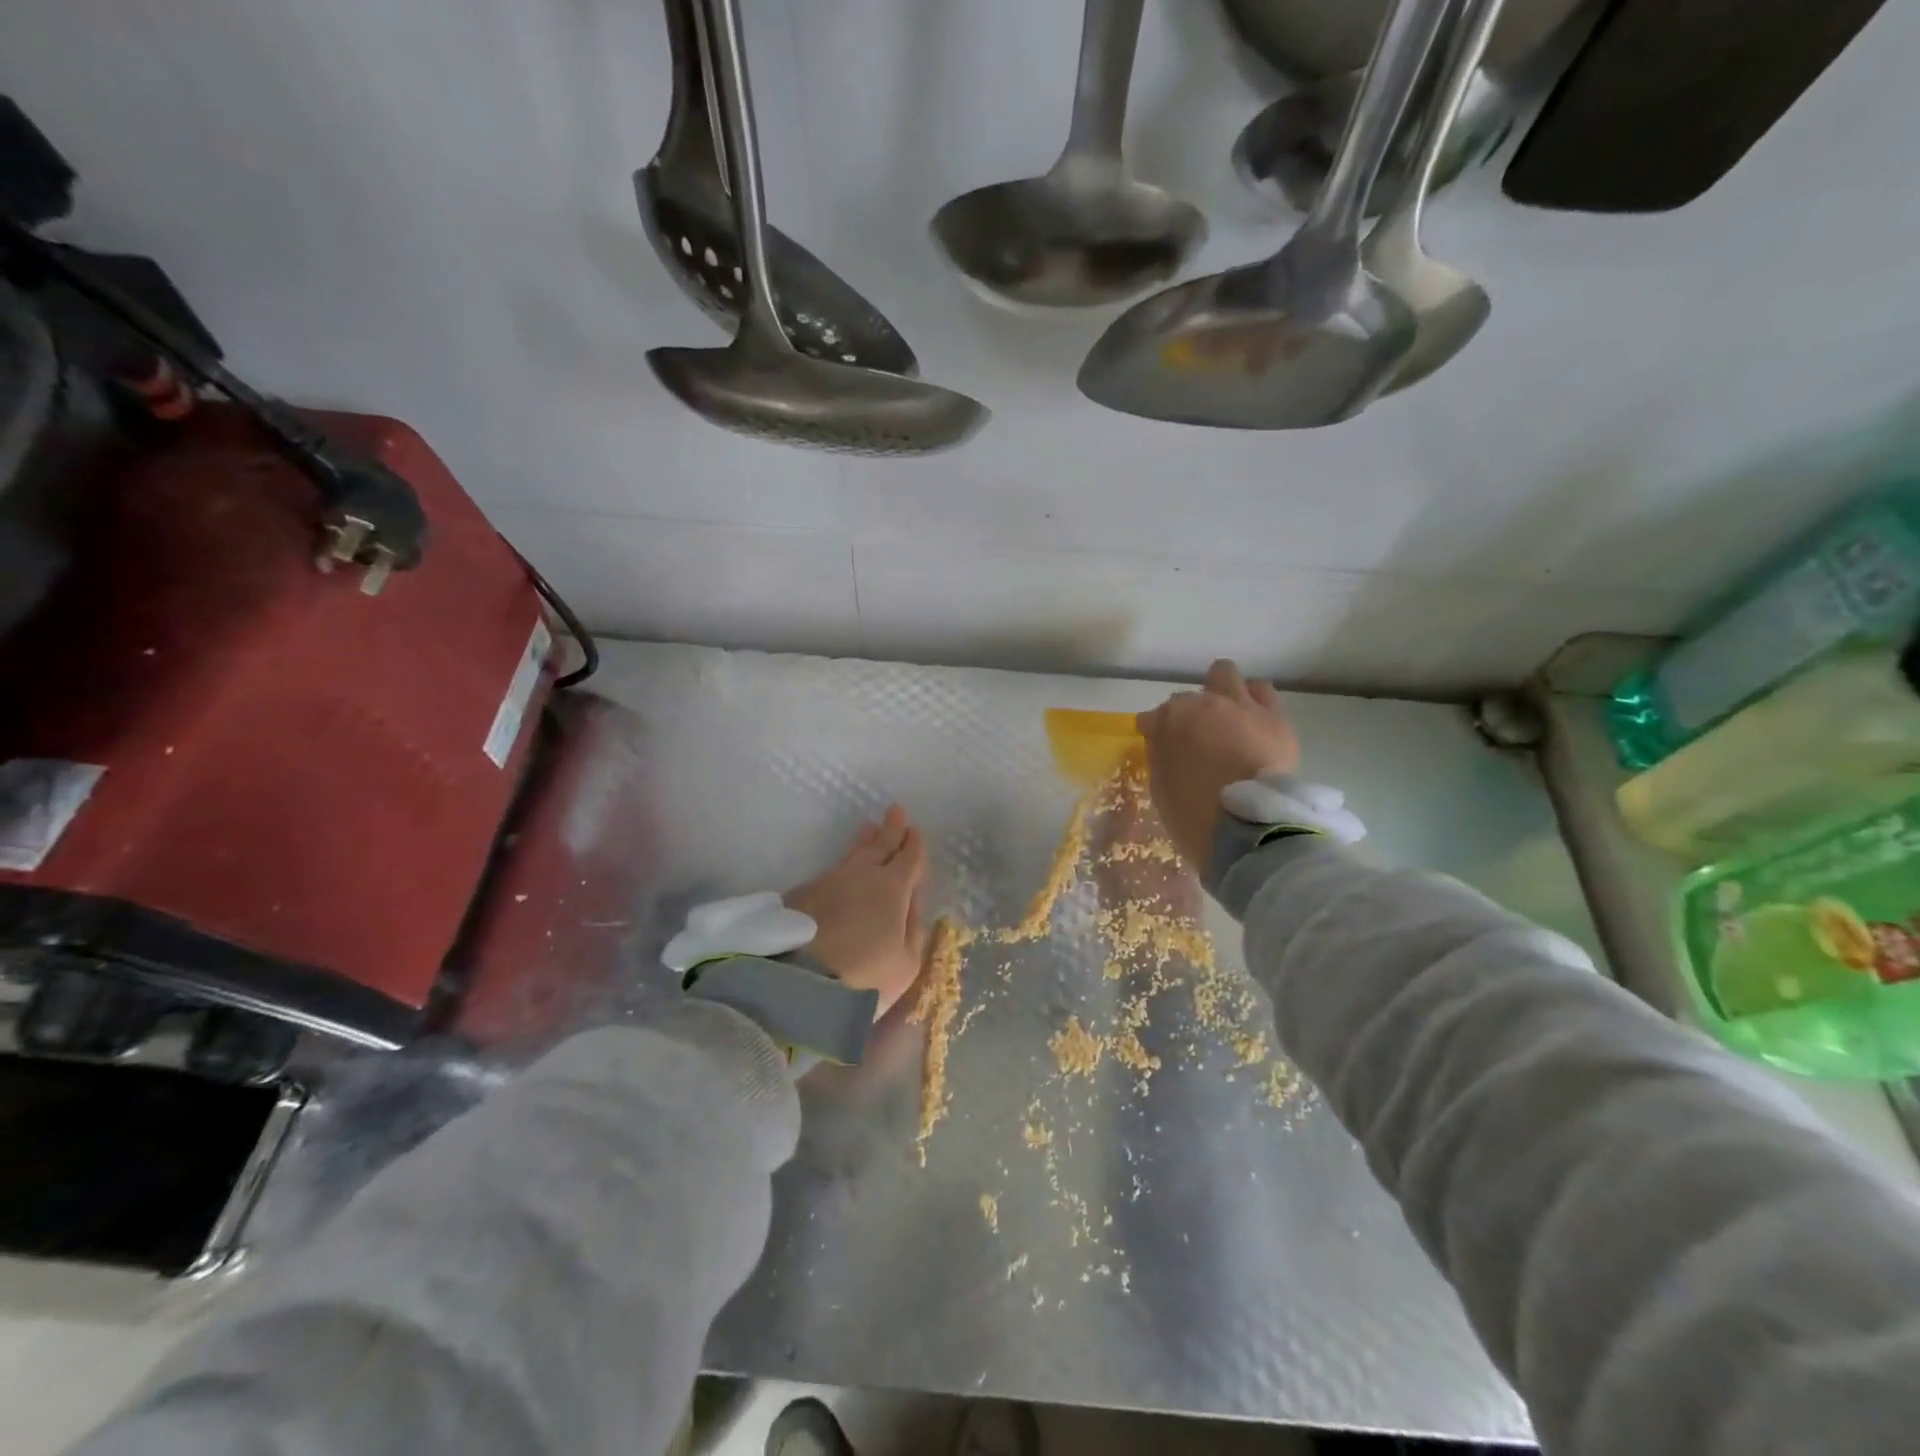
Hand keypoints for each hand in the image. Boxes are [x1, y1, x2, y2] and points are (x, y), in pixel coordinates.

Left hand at [785, 805, 927, 1017]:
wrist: (799, 985)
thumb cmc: (865, 976)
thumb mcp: (906, 961)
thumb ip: (913, 927)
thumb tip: (911, 901)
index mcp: (893, 887)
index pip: (909, 858)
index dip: (914, 844)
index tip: (915, 830)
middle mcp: (861, 875)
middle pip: (880, 845)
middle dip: (891, 829)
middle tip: (895, 811)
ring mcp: (828, 881)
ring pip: (852, 855)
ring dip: (864, 843)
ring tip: (869, 830)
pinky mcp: (801, 895)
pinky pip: (830, 873)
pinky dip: (842, 868)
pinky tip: (842, 873)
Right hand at [1136, 659, 1298, 877]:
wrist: (1249, 829)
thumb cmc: (1195, 815)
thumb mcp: (1161, 786)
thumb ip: (1160, 753)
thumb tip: (1161, 736)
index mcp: (1172, 720)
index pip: (1156, 715)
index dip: (1158, 730)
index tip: (1161, 746)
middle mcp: (1206, 703)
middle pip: (1191, 694)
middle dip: (1190, 709)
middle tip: (1196, 733)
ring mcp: (1243, 707)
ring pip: (1227, 675)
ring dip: (1222, 693)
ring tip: (1228, 717)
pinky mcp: (1275, 718)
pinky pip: (1264, 692)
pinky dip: (1254, 700)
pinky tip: (1253, 719)